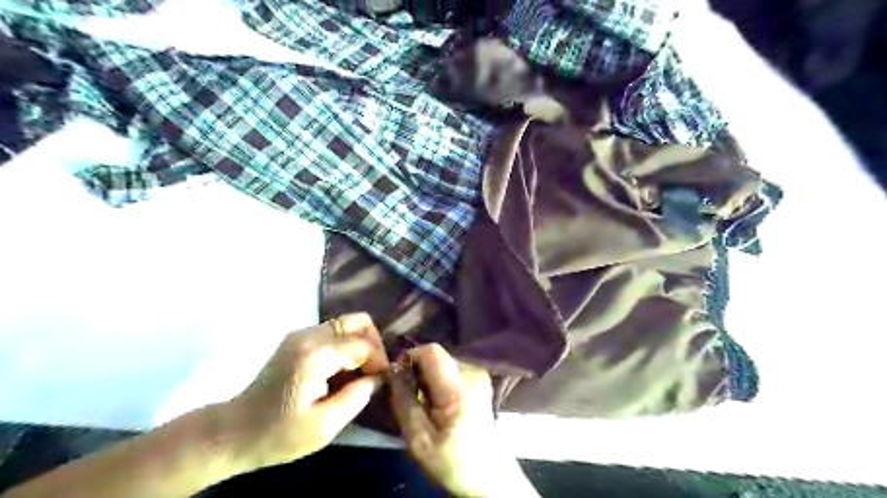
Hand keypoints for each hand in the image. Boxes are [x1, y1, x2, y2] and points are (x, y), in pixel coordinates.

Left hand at [219, 312, 386, 471]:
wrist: (233, 432)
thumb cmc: (278, 435)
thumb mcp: (324, 426)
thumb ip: (358, 396)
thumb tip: (379, 377)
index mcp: (315, 355)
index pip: (363, 344)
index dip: (378, 362)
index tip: (379, 383)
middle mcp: (309, 335)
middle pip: (359, 321)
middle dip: (373, 345)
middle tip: (372, 372)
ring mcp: (301, 333)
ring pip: (348, 324)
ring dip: (360, 345)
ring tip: (358, 374)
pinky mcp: (297, 338)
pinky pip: (335, 331)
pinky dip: (346, 346)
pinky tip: (341, 371)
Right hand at [389, 344, 533, 495]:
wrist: (488, 473)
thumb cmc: (452, 461)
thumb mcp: (419, 439)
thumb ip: (404, 401)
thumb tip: (393, 370)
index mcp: (459, 389)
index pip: (431, 351)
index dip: (410, 357)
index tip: (398, 377)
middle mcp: (473, 373)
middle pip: (437, 356)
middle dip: (418, 371)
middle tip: (410, 397)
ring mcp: (479, 374)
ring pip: (443, 361)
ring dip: (428, 377)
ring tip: (426, 404)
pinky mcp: (481, 378)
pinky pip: (452, 368)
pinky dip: (440, 380)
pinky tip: (440, 403)